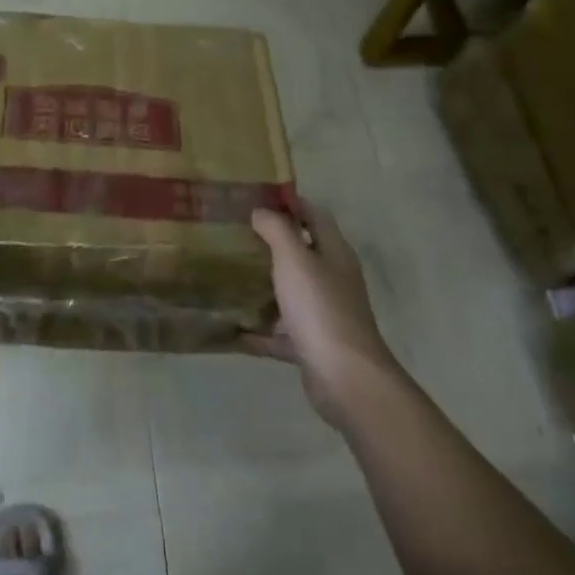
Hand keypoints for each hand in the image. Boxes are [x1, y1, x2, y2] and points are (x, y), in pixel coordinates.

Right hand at [245, 200, 396, 426]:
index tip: (256, 196)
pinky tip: (234, 329)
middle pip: (303, 253)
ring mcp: (324, 314)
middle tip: (235, 233)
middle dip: (272, 242)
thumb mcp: (295, 259)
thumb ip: (278, 230)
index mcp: (335, 253)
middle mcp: (333, 280)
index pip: (315, 216)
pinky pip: (281, 333)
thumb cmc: (320, 308)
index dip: (291, 203)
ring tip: (229, 274)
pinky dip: (260, 331)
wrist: (345, 378)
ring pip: (291, 292)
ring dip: (265, 285)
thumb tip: (262, 211)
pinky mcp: (313, 345)